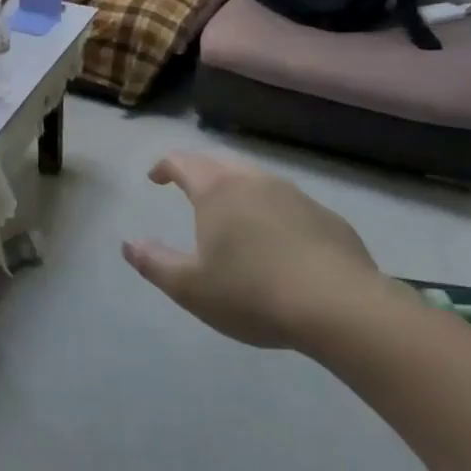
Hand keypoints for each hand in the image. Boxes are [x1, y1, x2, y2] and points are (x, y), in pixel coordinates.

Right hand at [124, 152, 384, 348]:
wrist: (342, 309)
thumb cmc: (252, 293)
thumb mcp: (190, 287)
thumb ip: (154, 263)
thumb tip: (128, 244)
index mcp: (217, 190)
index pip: (183, 162)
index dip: (165, 166)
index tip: (155, 178)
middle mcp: (255, 182)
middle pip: (221, 162)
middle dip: (200, 169)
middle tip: (190, 185)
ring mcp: (296, 197)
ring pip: (258, 180)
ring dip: (238, 187)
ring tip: (232, 212)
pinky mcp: (329, 219)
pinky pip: (290, 204)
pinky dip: (273, 211)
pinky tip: (278, 241)